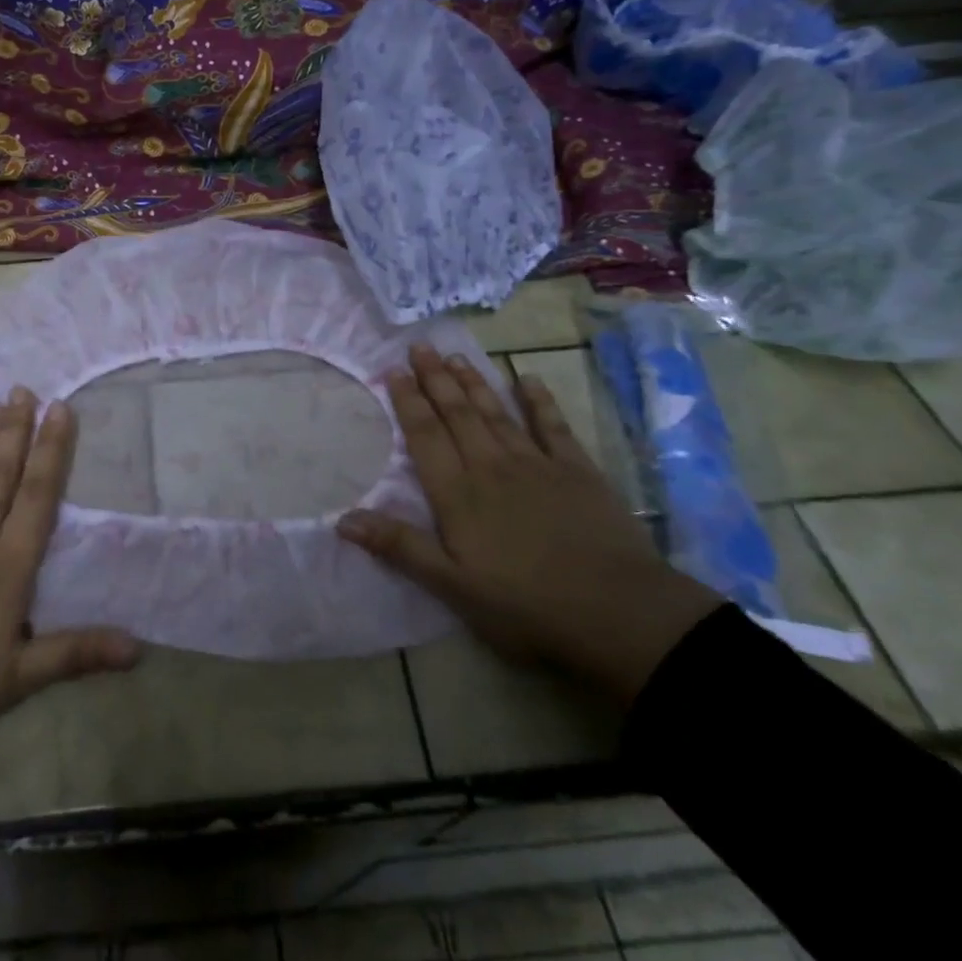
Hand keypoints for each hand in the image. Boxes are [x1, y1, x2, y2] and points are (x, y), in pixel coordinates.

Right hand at [339, 344, 722, 703]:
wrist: (618, 614)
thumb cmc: (525, 605)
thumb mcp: (452, 586)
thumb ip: (399, 547)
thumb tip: (343, 518)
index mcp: (459, 494)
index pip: (425, 437)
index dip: (408, 402)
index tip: (393, 371)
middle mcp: (492, 467)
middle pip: (458, 414)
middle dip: (436, 379)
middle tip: (420, 346)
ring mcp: (537, 465)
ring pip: (497, 413)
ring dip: (474, 383)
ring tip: (456, 356)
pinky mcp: (578, 472)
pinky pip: (553, 426)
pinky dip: (539, 401)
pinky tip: (527, 379)